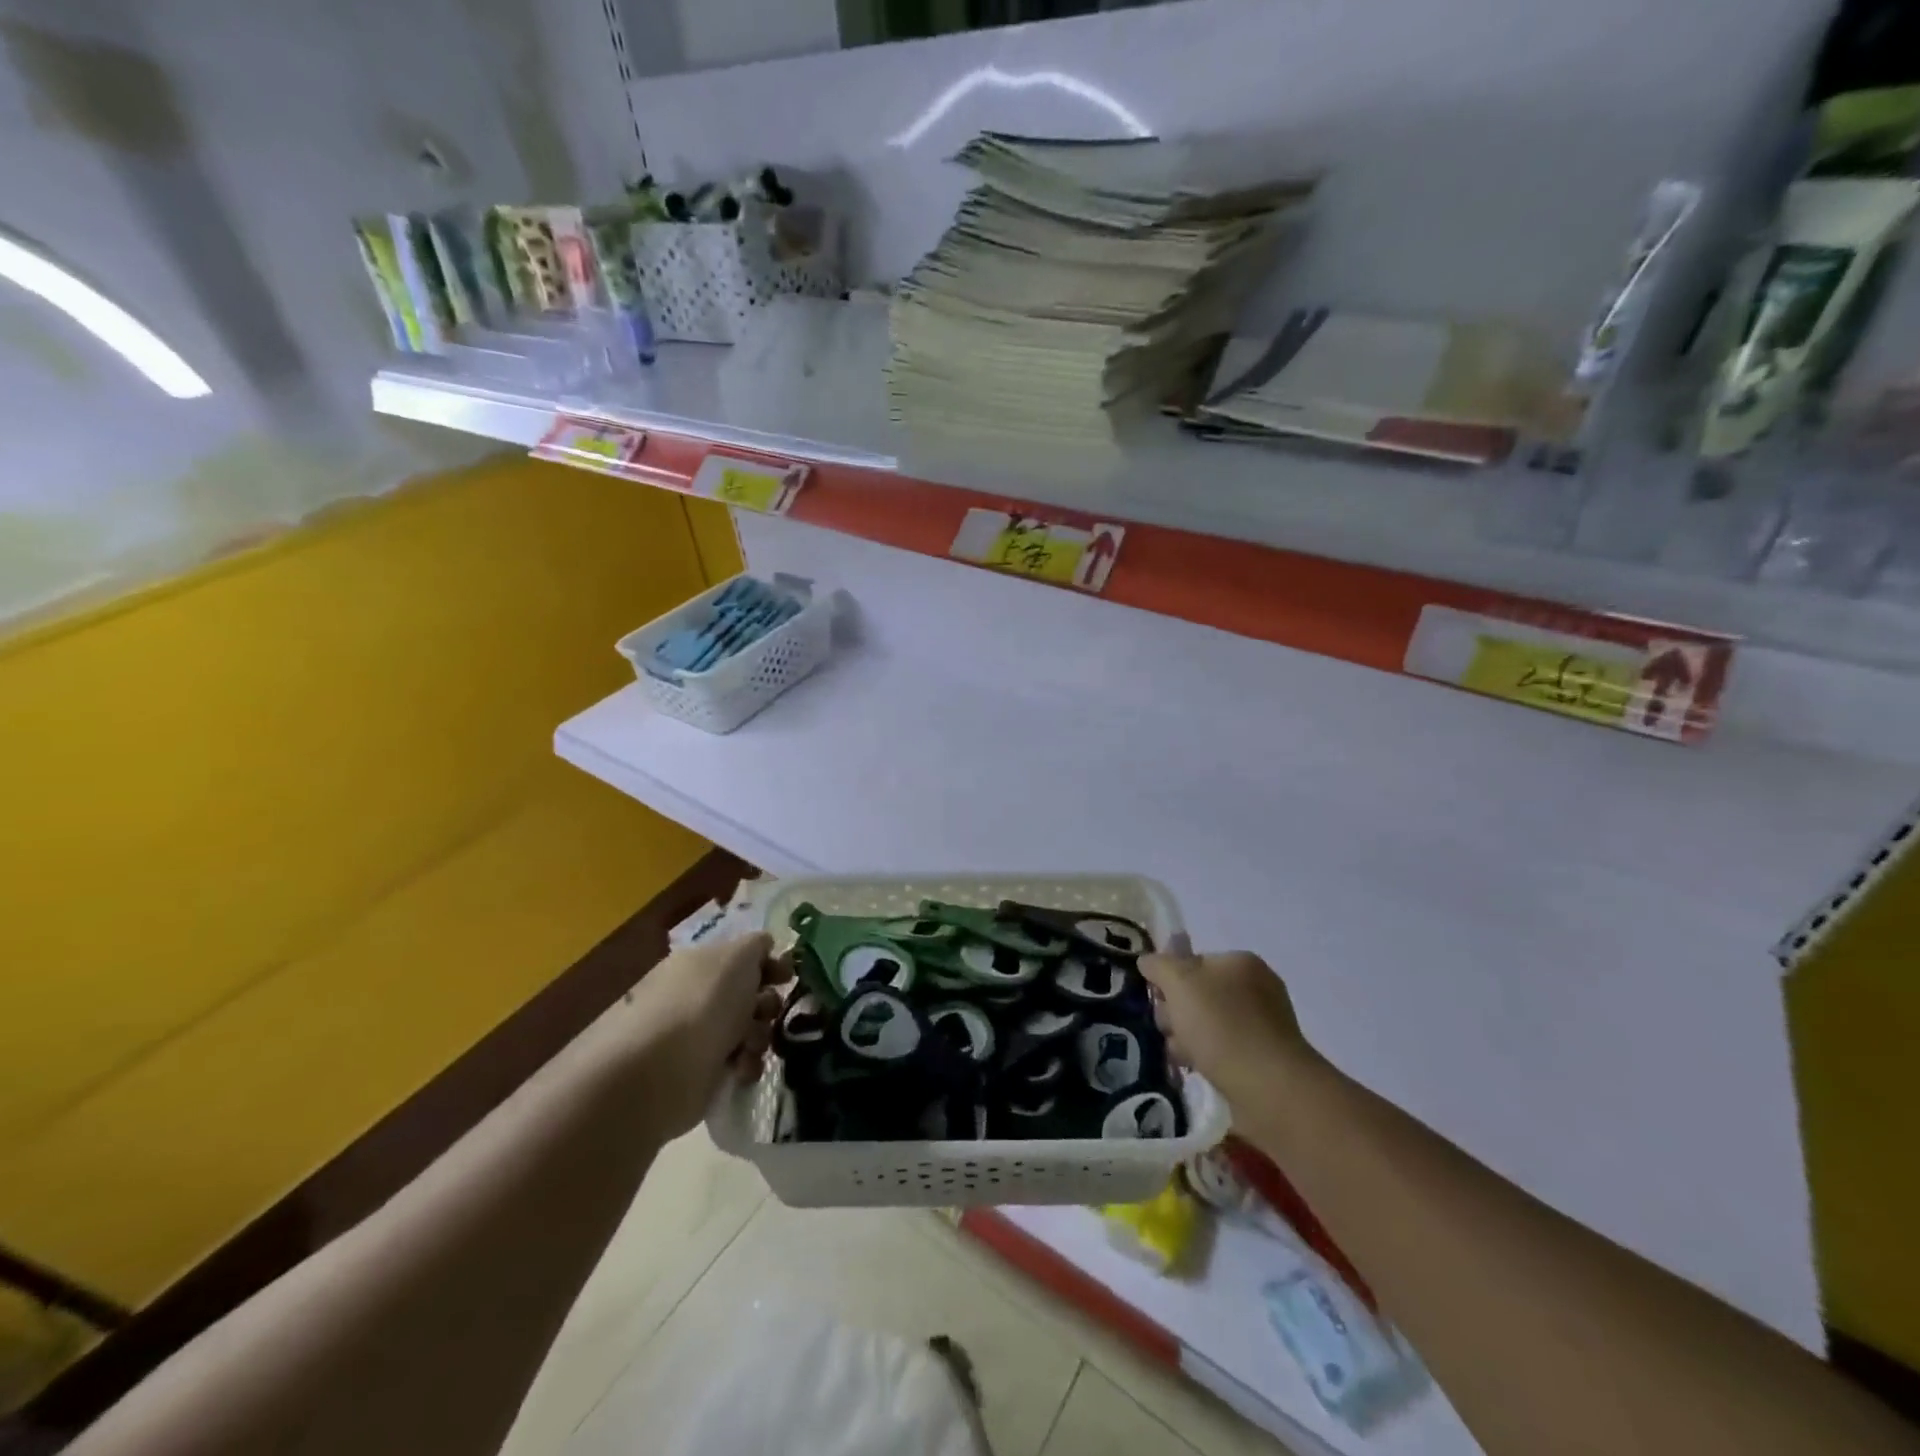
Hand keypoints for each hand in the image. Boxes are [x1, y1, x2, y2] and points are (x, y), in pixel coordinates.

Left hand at [620, 934, 790, 1138]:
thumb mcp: (738, 956)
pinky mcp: (699, 1072)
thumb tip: (764, 945)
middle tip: (768, 1012)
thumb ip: (756, 945)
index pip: (741, 957)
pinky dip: (746, 1064)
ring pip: (747, 1029)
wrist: (661, 1069)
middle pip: (748, 994)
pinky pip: (737, 1061)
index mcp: (700, 962)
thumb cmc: (705, 1002)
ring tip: (753, 1046)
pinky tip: (743, 1069)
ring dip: (760, 1036)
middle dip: (767, 1003)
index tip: (787, 976)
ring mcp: (696, 1034)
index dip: (768, 963)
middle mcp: (696, 994)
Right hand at [1138, 949, 1317, 1111]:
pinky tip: (1196, 1069)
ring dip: (1186, 1038)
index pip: (1191, 961)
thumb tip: (1148, 962)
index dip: (1169, 979)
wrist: (1269, 1088)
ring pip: (1206, 1024)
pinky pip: (1222, 1050)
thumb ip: (1159, 965)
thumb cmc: (1221, 1026)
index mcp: (1240, 963)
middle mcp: (1255, 988)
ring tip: (1182, 1056)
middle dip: (1176, 1013)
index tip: (1159, 1000)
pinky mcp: (1262, 1059)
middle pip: (1197, 994)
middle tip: (1170, 1030)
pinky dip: (1206, 1058)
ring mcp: (1262, 1025)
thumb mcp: (1179, 982)